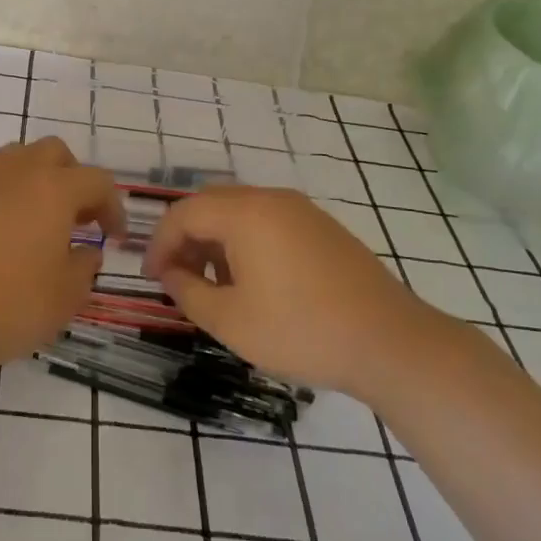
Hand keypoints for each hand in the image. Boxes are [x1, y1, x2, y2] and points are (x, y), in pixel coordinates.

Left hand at [0, 138, 124, 377]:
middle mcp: (14, 174)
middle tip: (75, 218)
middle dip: (71, 178)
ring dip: (32, 183)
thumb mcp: (65, 297)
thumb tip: (85, 252)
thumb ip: (84, 267)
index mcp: (52, 189)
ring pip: (13, 161)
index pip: (97, 181)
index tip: (113, 237)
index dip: (112, 207)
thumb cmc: (9, 305)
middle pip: (53, 153)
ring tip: (34, 224)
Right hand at [142, 186, 427, 393]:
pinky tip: (253, 283)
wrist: (390, 342)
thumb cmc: (301, 330)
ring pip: (240, 213)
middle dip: (186, 239)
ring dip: (216, 242)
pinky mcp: (323, 228)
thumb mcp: (230, 320)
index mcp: (244, 213)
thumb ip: (188, 291)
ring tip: (214, 286)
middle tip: (177, 278)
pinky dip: (246, 243)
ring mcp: (302, 211)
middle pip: (211, 205)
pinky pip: (268, 222)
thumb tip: (171, 273)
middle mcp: (271, 199)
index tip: (151, 277)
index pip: (183, 213)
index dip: (159, 243)